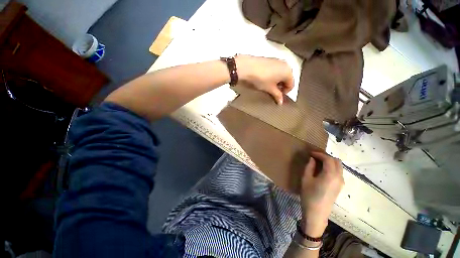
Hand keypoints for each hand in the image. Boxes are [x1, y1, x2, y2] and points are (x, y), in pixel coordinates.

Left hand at [236, 55, 293, 104]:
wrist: (247, 67)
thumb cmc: (261, 79)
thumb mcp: (270, 89)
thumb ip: (277, 95)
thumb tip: (281, 102)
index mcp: (288, 72)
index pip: (291, 85)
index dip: (285, 92)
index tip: (277, 96)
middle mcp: (285, 64)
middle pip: (287, 78)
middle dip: (281, 86)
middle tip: (273, 92)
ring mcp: (278, 60)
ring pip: (281, 73)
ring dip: (277, 81)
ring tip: (268, 86)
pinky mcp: (270, 59)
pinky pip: (276, 69)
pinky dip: (273, 75)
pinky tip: (265, 79)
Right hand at [300, 152, 343, 236]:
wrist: (316, 213)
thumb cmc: (309, 195)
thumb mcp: (306, 179)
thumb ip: (309, 167)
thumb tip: (312, 159)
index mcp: (330, 175)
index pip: (328, 159)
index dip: (319, 154)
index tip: (310, 153)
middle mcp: (339, 177)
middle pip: (336, 161)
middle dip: (326, 157)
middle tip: (315, 157)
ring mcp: (341, 183)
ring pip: (339, 167)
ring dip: (330, 162)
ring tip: (318, 162)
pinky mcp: (340, 187)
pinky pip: (339, 172)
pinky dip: (332, 168)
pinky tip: (323, 170)